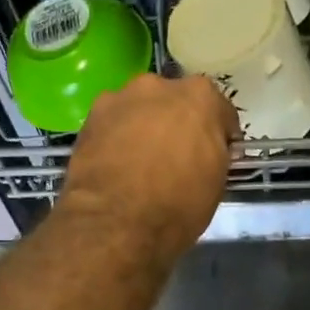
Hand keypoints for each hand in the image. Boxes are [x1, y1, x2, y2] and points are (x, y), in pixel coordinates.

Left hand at [56, 74, 238, 261]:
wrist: (115, 223)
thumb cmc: (177, 205)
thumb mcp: (216, 184)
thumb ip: (214, 154)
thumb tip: (205, 153)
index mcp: (201, 97)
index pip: (219, 111)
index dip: (220, 135)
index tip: (216, 155)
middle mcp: (160, 86)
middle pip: (175, 102)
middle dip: (178, 123)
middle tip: (176, 157)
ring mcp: (121, 97)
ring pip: (140, 109)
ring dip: (144, 127)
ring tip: (140, 162)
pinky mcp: (90, 117)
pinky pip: (113, 123)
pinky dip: (117, 137)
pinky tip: (116, 165)